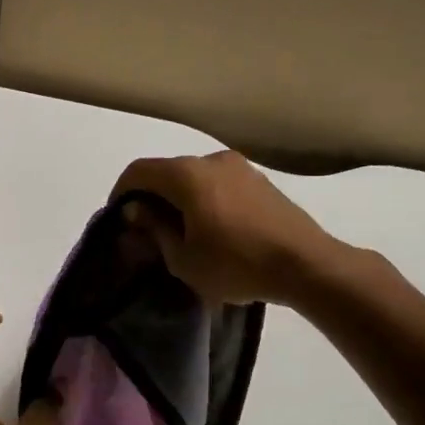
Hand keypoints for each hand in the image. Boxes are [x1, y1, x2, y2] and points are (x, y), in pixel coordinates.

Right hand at [111, 151, 337, 305]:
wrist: (305, 264)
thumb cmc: (236, 264)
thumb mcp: (183, 258)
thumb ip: (155, 229)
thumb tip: (136, 211)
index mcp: (187, 175)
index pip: (138, 171)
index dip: (120, 193)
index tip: (118, 220)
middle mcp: (211, 160)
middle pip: (167, 171)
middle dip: (151, 197)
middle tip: (147, 231)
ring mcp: (239, 167)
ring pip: (194, 177)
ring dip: (179, 199)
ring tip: (180, 233)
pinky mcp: (259, 180)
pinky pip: (218, 184)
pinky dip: (203, 199)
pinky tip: (210, 229)